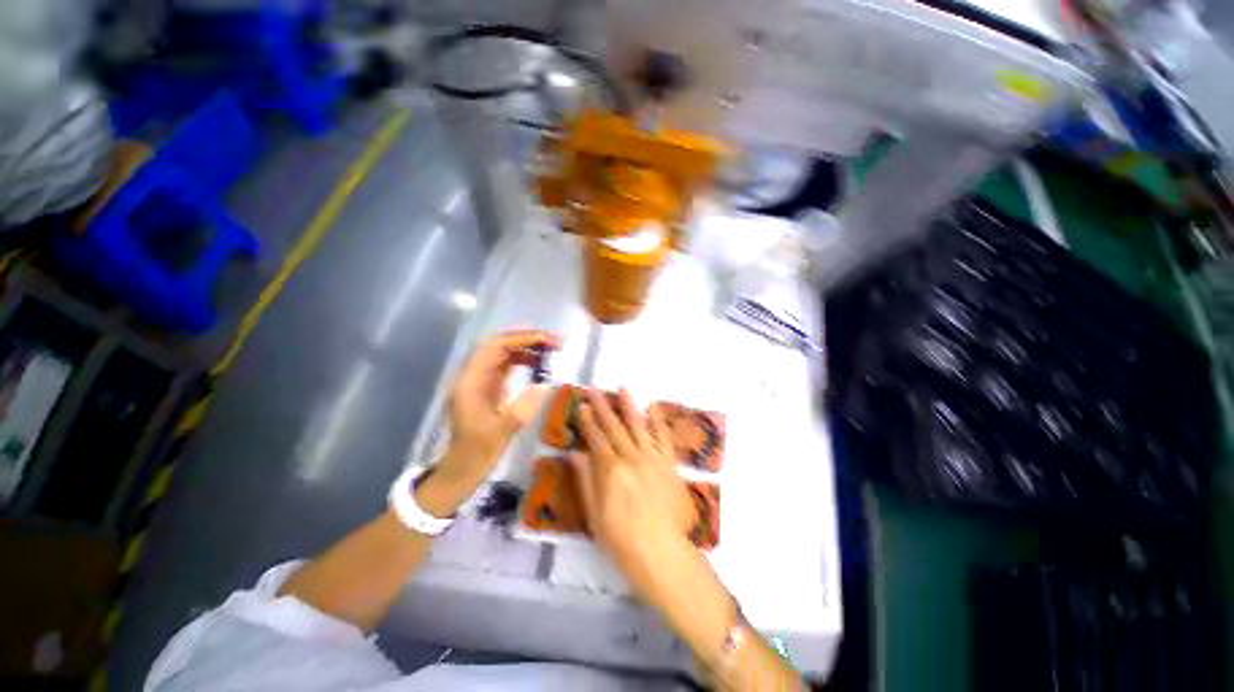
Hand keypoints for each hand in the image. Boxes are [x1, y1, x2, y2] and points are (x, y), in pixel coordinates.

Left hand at [439, 329, 559, 484]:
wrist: (460, 473)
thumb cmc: (475, 455)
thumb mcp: (498, 435)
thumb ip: (520, 410)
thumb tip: (544, 386)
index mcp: (470, 382)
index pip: (495, 347)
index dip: (521, 339)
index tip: (547, 340)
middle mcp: (474, 376)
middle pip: (499, 345)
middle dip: (527, 339)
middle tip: (554, 341)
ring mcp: (481, 382)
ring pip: (504, 354)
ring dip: (527, 348)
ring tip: (551, 349)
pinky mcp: (489, 390)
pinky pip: (507, 367)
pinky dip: (524, 361)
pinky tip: (539, 365)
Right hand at [571, 391, 807, 689]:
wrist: (660, 551)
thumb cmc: (621, 538)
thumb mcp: (594, 513)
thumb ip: (585, 479)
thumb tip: (575, 453)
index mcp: (610, 470)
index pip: (596, 438)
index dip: (587, 421)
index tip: (581, 405)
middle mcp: (631, 457)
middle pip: (614, 427)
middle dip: (603, 407)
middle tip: (594, 390)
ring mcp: (653, 458)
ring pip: (638, 426)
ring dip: (629, 407)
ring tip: (622, 389)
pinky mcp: (669, 463)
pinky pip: (663, 437)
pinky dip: (658, 421)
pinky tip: (653, 408)